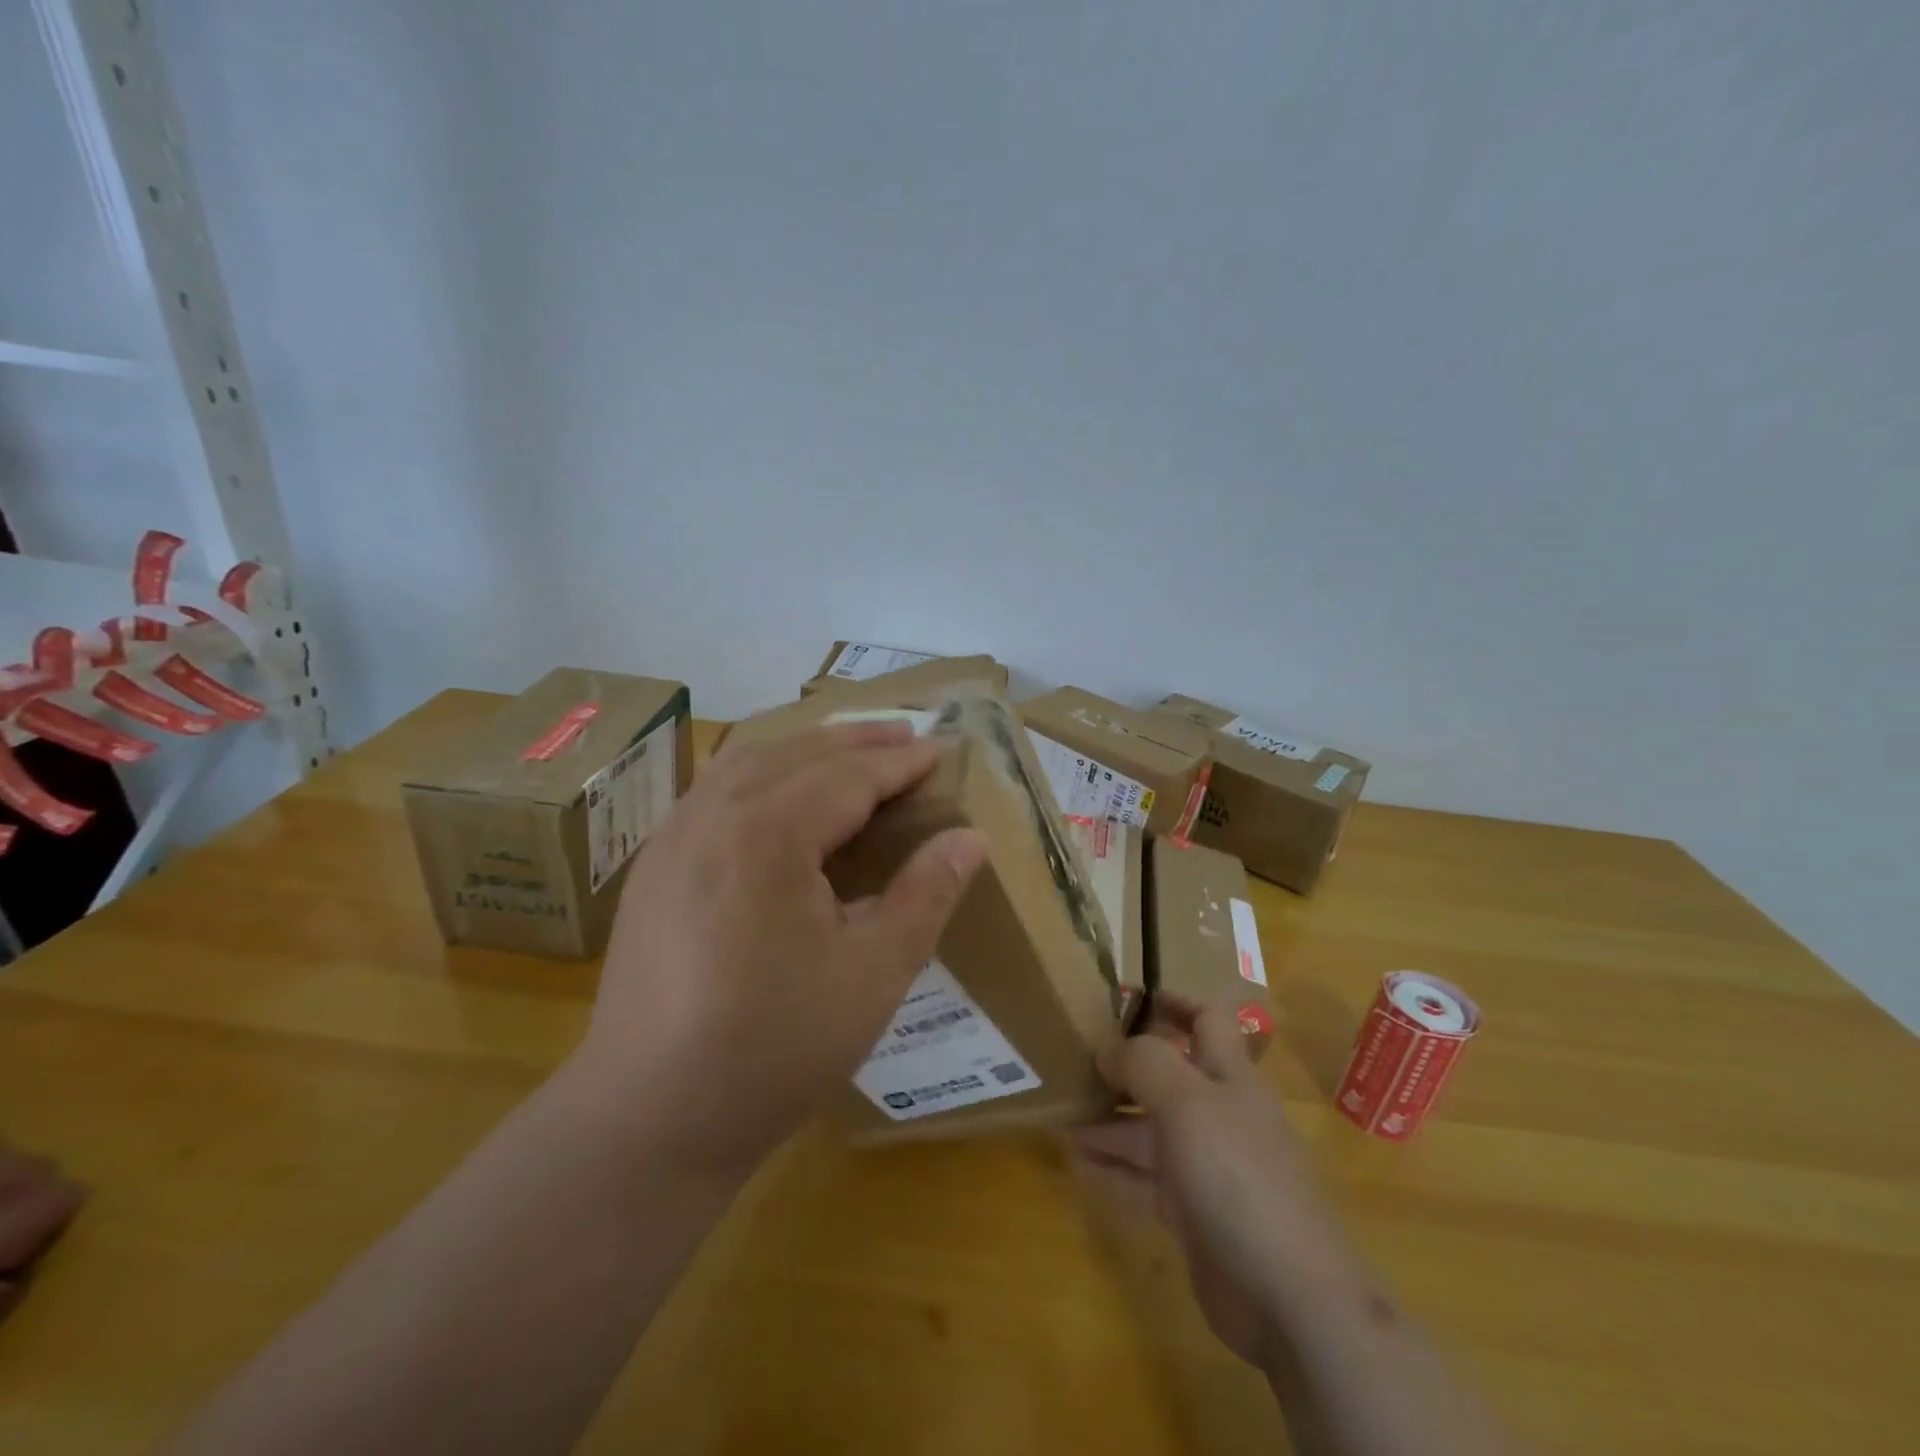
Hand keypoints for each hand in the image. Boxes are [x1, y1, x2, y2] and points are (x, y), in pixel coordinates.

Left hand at [574, 720, 986, 1178]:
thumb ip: (925, 895)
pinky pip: (714, 790)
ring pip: (747, 763)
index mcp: (767, 836)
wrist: (648, 1120)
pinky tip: (778, 794)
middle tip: (906, 736)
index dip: (900, 762)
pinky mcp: (652, 867)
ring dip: (805, 749)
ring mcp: (671, 838)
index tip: (941, 750)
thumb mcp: (874, 975)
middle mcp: (712, 817)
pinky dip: (761, 773)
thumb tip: (969, 838)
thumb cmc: (774, 1049)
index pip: (849, 776)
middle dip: (856, 741)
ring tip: (850, 751)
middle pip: (796, 754)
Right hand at [1075, 995, 1351, 1365]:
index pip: (1207, 1021)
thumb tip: (1106, 1046)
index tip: (1129, 996)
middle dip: (1125, 1064)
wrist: (1287, 1294)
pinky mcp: (1192, 1212)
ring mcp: (1206, 1165)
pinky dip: (1112, 1164)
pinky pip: (1143, 1177)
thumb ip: (1144, 1062)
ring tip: (1059, 1107)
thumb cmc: (1237, 1174)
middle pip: (1168, 1075)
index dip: (1175, 1003)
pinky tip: (1077, 1158)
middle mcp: (1218, 1114)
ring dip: (1108, 1116)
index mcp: (1229, 1076)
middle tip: (1072, 1055)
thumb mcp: (1186, 1100)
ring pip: (1149, 1127)